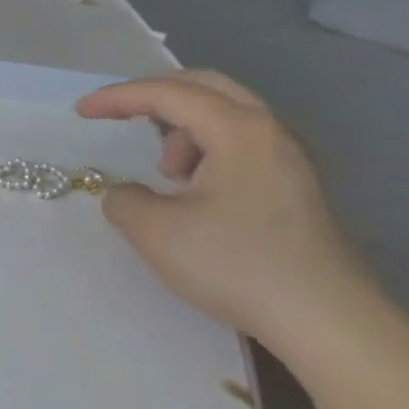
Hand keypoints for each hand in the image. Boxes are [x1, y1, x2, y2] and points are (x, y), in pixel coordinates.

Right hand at [76, 71, 378, 348]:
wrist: (327, 320)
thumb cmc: (236, 264)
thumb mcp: (155, 231)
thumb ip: (124, 199)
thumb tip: (126, 193)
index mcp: (239, 131)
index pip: (168, 93)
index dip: (118, 97)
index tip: (81, 112)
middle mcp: (270, 133)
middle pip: (207, 88)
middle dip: (155, 96)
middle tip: (120, 115)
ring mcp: (290, 161)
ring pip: (227, 117)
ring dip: (183, 130)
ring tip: (165, 174)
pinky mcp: (296, 189)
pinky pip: (241, 146)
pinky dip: (206, 151)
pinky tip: (195, 193)